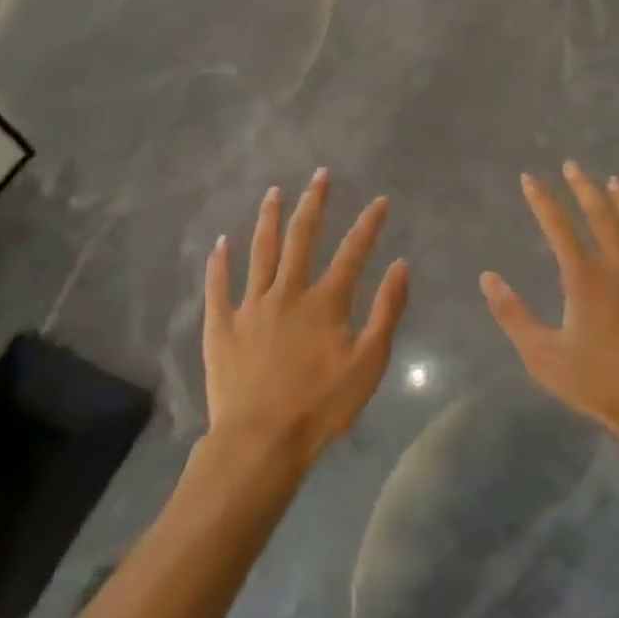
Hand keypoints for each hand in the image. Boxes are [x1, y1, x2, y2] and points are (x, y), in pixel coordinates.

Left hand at [203, 170, 408, 465]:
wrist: (260, 442)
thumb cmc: (320, 407)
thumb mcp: (368, 364)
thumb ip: (386, 312)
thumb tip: (399, 265)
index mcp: (325, 301)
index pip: (353, 251)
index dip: (369, 223)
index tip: (379, 200)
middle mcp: (288, 291)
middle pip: (302, 237)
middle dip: (314, 202)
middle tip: (320, 175)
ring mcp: (252, 305)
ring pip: (261, 251)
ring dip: (269, 219)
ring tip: (273, 192)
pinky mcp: (222, 325)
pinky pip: (218, 286)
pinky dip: (219, 263)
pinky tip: (220, 243)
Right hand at [482, 163, 618, 445]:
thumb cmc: (601, 386)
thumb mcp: (544, 357)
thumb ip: (514, 316)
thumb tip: (488, 277)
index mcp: (585, 278)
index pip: (558, 227)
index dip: (542, 200)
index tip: (529, 177)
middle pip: (601, 216)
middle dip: (583, 188)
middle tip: (573, 166)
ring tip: (616, 182)